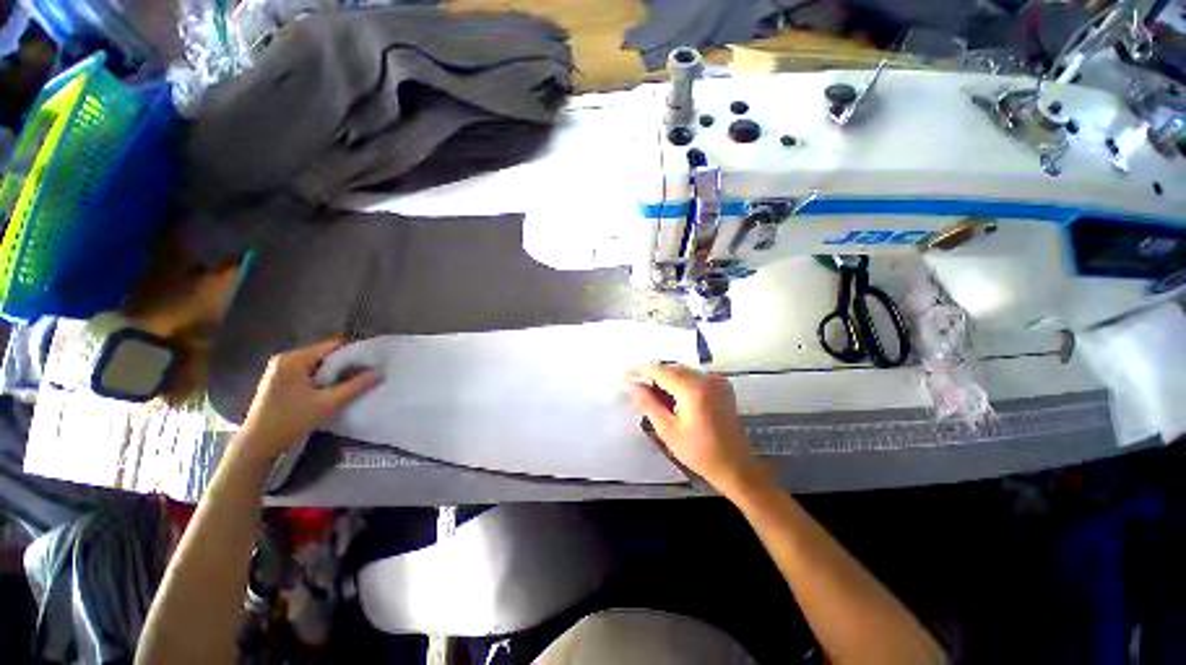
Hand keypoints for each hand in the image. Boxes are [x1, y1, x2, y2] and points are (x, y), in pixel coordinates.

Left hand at [239, 340, 380, 464]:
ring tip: (353, 383)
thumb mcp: (329, 403)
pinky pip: (308, 372)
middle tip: (365, 375)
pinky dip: (322, 379)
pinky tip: (332, 390)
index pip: (332, 346)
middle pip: (325, 355)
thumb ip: (356, 386)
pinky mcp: (279, 380)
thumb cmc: (292, 420)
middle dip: (345, 365)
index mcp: (294, 359)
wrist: (257, 444)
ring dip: (335, 373)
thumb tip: (381, 372)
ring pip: (318, 365)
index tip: (372, 364)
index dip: (355, 354)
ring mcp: (280, 369)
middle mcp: (285, 359)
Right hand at [628, 363, 769, 497]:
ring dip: (667, 378)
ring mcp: (716, 381)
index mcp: (693, 389)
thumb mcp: (668, 430)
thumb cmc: (699, 452)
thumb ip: (649, 403)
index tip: (628, 371)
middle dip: (654, 375)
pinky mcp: (721, 386)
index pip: (661, 371)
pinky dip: (681, 381)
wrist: (735, 465)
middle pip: (673, 368)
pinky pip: (695, 376)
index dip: (642, 370)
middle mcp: (706, 379)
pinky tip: (673, 396)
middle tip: (638, 386)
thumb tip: (634, 385)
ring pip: (683, 371)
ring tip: (653, 394)